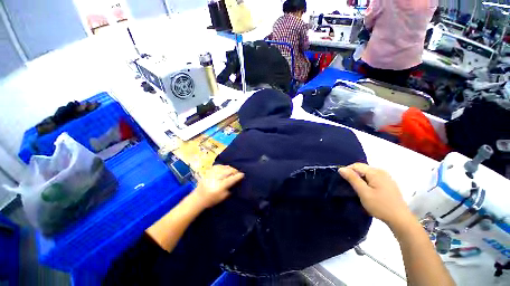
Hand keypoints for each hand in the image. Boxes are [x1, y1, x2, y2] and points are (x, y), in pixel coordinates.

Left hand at [192, 165, 244, 208]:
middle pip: (229, 171)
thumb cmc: (211, 200)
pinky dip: (223, 166)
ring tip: (232, 170)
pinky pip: (218, 166)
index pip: (232, 179)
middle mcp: (216, 178)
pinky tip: (225, 168)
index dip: (238, 176)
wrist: (198, 198)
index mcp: (220, 186)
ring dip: (230, 168)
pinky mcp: (208, 171)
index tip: (243, 174)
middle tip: (238, 173)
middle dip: (235, 171)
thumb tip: (236, 180)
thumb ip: (230, 188)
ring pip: (224, 167)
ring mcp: (212, 173)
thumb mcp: (223, 197)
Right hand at [339, 163, 412, 226]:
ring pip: (367, 173)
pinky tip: (367, 190)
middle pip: (362, 168)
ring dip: (360, 178)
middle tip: (349, 186)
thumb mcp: (363, 192)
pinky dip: (366, 181)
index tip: (342, 180)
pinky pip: (373, 177)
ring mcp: (386, 177)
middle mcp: (381, 171)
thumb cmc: (380, 206)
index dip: (347, 171)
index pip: (356, 165)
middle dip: (353, 175)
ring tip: (357, 189)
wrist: (400, 219)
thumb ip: (352, 179)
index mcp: (375, 172)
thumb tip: (341, 169)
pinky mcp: (388, 183)